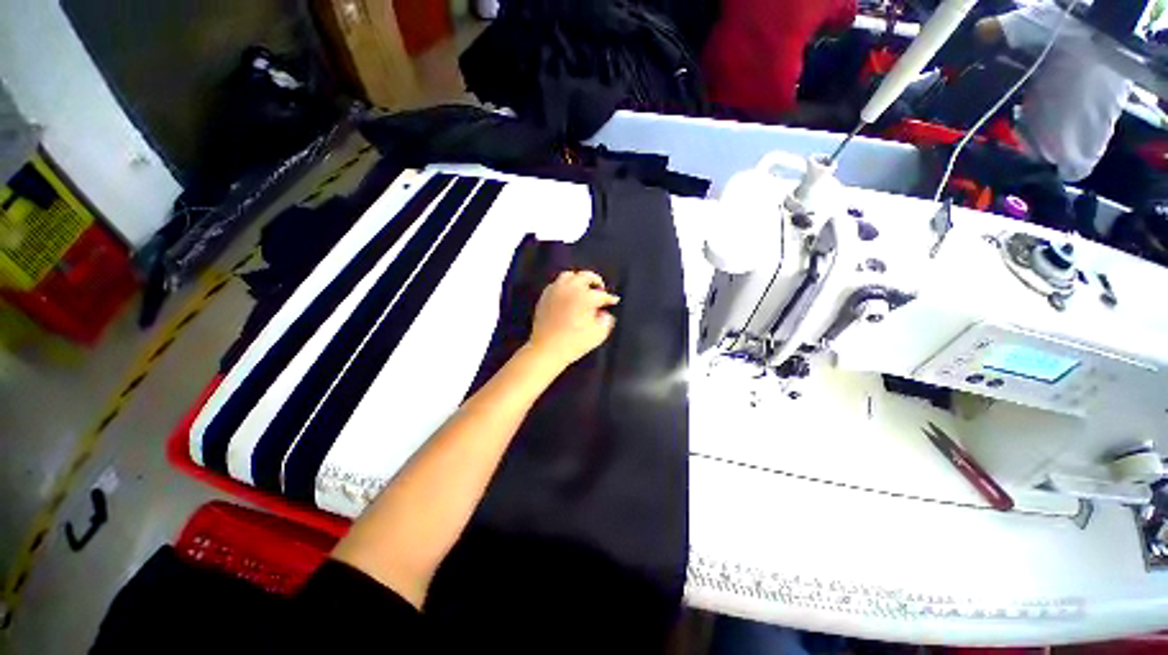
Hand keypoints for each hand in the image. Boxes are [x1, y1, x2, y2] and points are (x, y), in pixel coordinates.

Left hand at [527, 270, 619, 368]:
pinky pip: (557, 283)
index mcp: (586, 297)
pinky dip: (565, 285)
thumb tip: (604, 313)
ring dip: (579, 280)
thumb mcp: (598, 334)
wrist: (546, 349)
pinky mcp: (545, 295)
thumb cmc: (574, 343)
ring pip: (570, 275)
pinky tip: (568, 294)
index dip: (610, 298)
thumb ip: (606, 320)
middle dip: (596, 282)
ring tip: (583, 288)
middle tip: (600, 290)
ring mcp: (556, 290)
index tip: (614, 301)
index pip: (602, 294)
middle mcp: (571, 288)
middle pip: (586, 276)